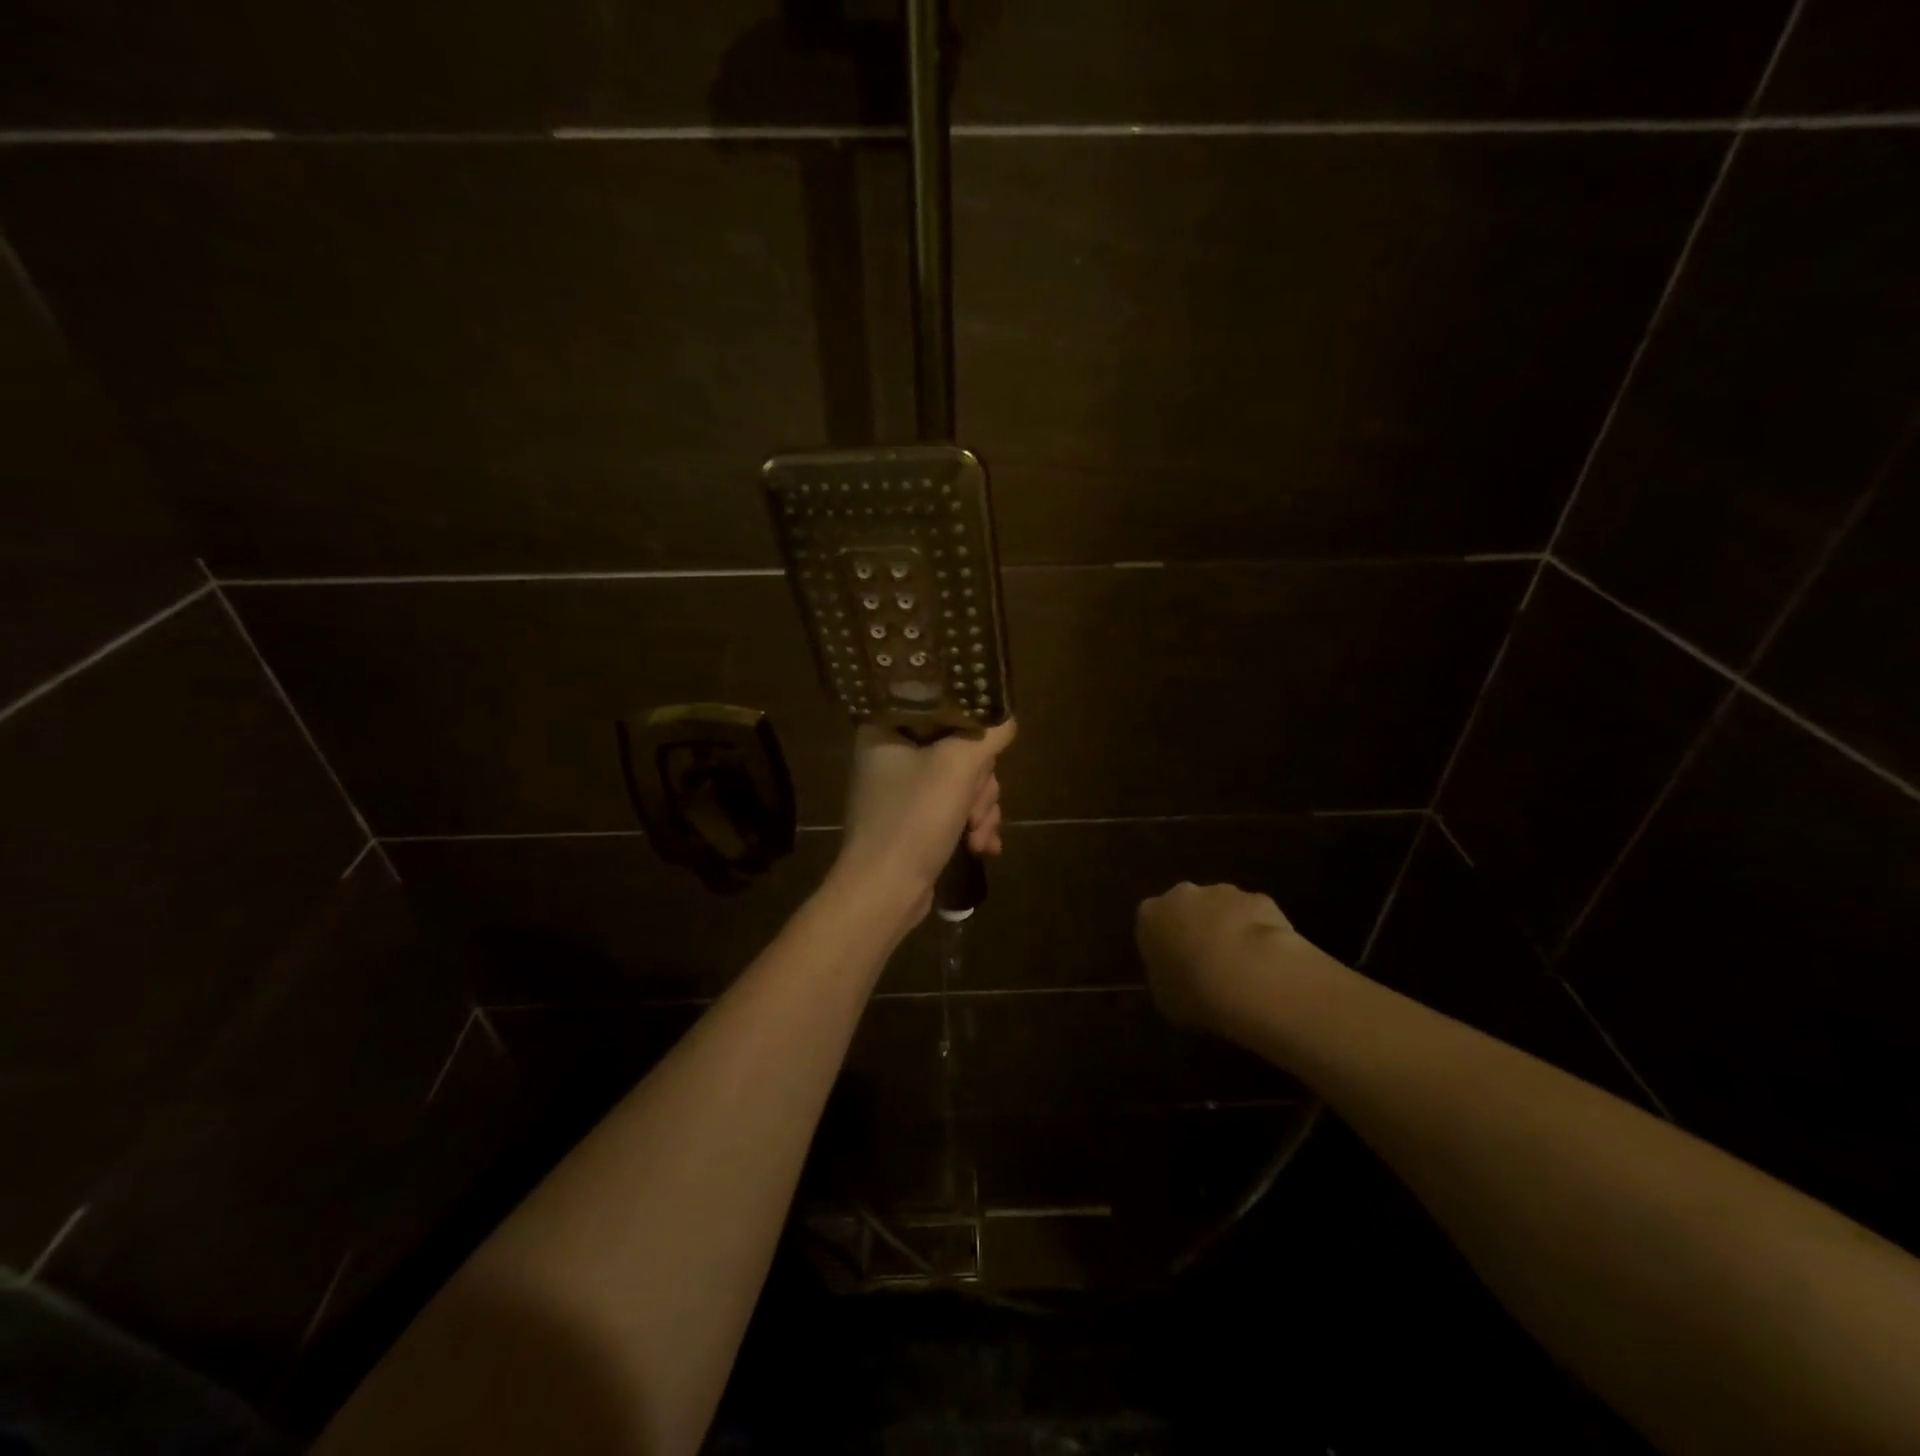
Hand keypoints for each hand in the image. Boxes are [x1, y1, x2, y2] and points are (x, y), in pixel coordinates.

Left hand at [834, 718, 1016, 915]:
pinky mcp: (913, 820)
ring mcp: (902, 791)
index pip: (943, 708)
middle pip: (960, 750)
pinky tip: (982, 847)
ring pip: (963, 782)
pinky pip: (954, 809)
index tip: (980, 758)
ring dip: (980, 810)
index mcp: (887, 729)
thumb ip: (989, 733)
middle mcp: (891, 754)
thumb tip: (1006, 718)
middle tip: (973, 808)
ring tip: (977, 838)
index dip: (971, 733)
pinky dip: (971, 826)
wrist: (884, 892)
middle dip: (979, 786)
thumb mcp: (958, 766)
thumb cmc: (913, 819)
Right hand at [1137, 881, 1299, 1032]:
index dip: (1164, 945)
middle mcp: (1183, 895)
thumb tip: (1177, 978)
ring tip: (1243, 967)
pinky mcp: (1259, 899)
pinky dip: (1260, 933)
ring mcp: (1223, 893)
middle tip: (1208, 963)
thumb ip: (1166, 978)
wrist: (1249, 978)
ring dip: (1229, 928)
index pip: (1152, 923)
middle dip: (1196, 928)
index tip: (1176, 967)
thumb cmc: (1194, 992)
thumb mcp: (1165, 997)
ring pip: (1223, 908)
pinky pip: (1256, 916)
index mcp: (1151, 915)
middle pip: (1187, 907)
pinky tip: (1268, 962)